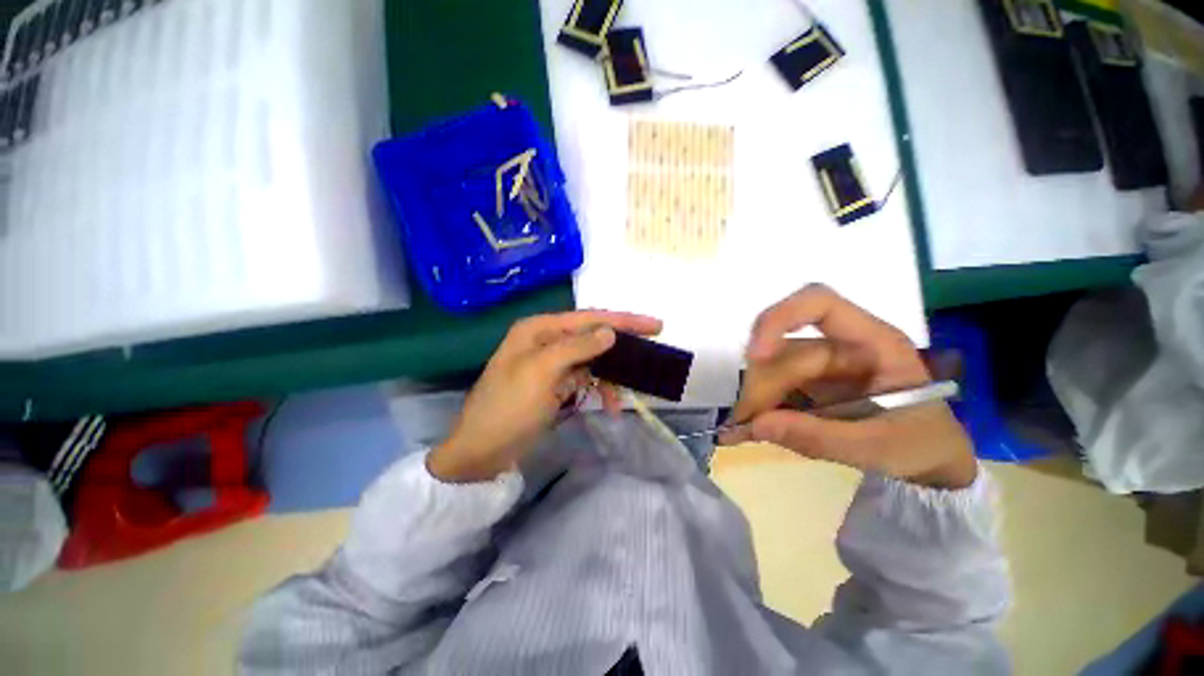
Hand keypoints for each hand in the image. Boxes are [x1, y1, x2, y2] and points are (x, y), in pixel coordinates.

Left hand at [428, 310, 662, 482]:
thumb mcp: (541, 372)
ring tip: (630, 390)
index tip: (654, 326)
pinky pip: (586, 379)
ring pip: (593, 360)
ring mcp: (552, 363)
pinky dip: (600, 390)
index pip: (589, 318)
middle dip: (622, 344)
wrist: (483, 451)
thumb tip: (609, 331)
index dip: (623, 321)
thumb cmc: (508, 407)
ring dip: (612, 374)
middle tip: (653, 349)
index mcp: (539, 329)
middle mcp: (546, 340)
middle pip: (593, 336)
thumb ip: (576, 347)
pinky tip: (610, 405)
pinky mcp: (556, 384)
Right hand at [721, 285, 976, 489]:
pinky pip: (772, 385)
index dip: (781, 318)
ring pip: (770, 367)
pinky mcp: (807, 383)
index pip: (819, 304)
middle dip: (763, 385)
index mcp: (872, 342)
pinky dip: (758, 405)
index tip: (756, 355)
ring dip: (756, 396)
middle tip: (748, 424)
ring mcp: (821, 363)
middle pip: (784, 348)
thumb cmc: (922, 446)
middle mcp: (840, 344)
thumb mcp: (880, 447)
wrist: (931, 463)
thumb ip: (820, 437)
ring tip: (747, 430)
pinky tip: (751, 427)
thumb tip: (755, 425)